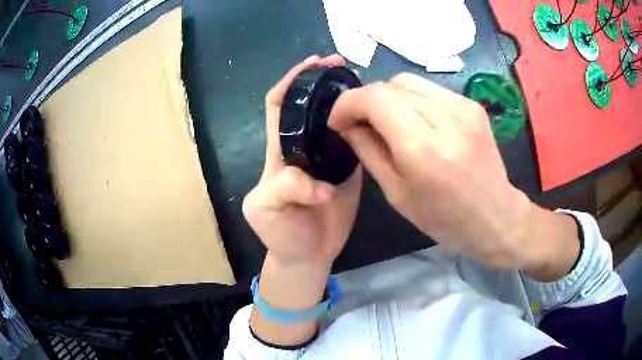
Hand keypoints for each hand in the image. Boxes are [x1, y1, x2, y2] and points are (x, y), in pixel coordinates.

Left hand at [243, 54, 362, 267]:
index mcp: (279, 149)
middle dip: (322, 80)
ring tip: (365, 82)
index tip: (313, 63)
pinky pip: (356, 141)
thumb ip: (284, 190)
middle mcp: (303, 145)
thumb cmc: (280, 234)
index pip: (278, 104)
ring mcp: (327, 156)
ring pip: (334, 118)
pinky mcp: (348, 170)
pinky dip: (363, 123)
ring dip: (345, 97)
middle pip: (309, 104)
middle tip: (346, 66)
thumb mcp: (266, 210)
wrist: (308, 255)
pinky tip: (377, 114)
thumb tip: (321, 187)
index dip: (291, 80)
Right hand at [329, 73, 578, 278]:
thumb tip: (348, 124)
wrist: (495, 217)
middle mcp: (447, 119)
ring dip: (388, 97)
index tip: (338, 120)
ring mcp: (464, 108)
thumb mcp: (397, 194)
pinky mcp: (472, 106)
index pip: (376, 99)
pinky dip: (412, 100)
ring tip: (386, 121)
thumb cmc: (445, 220)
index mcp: (424, 150)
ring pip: (409, 81)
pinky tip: (415, 121)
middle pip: (391, 84)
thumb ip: (369, 151)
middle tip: (360, 122)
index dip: (348, 102)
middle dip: (366, 99)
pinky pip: (430, 90)